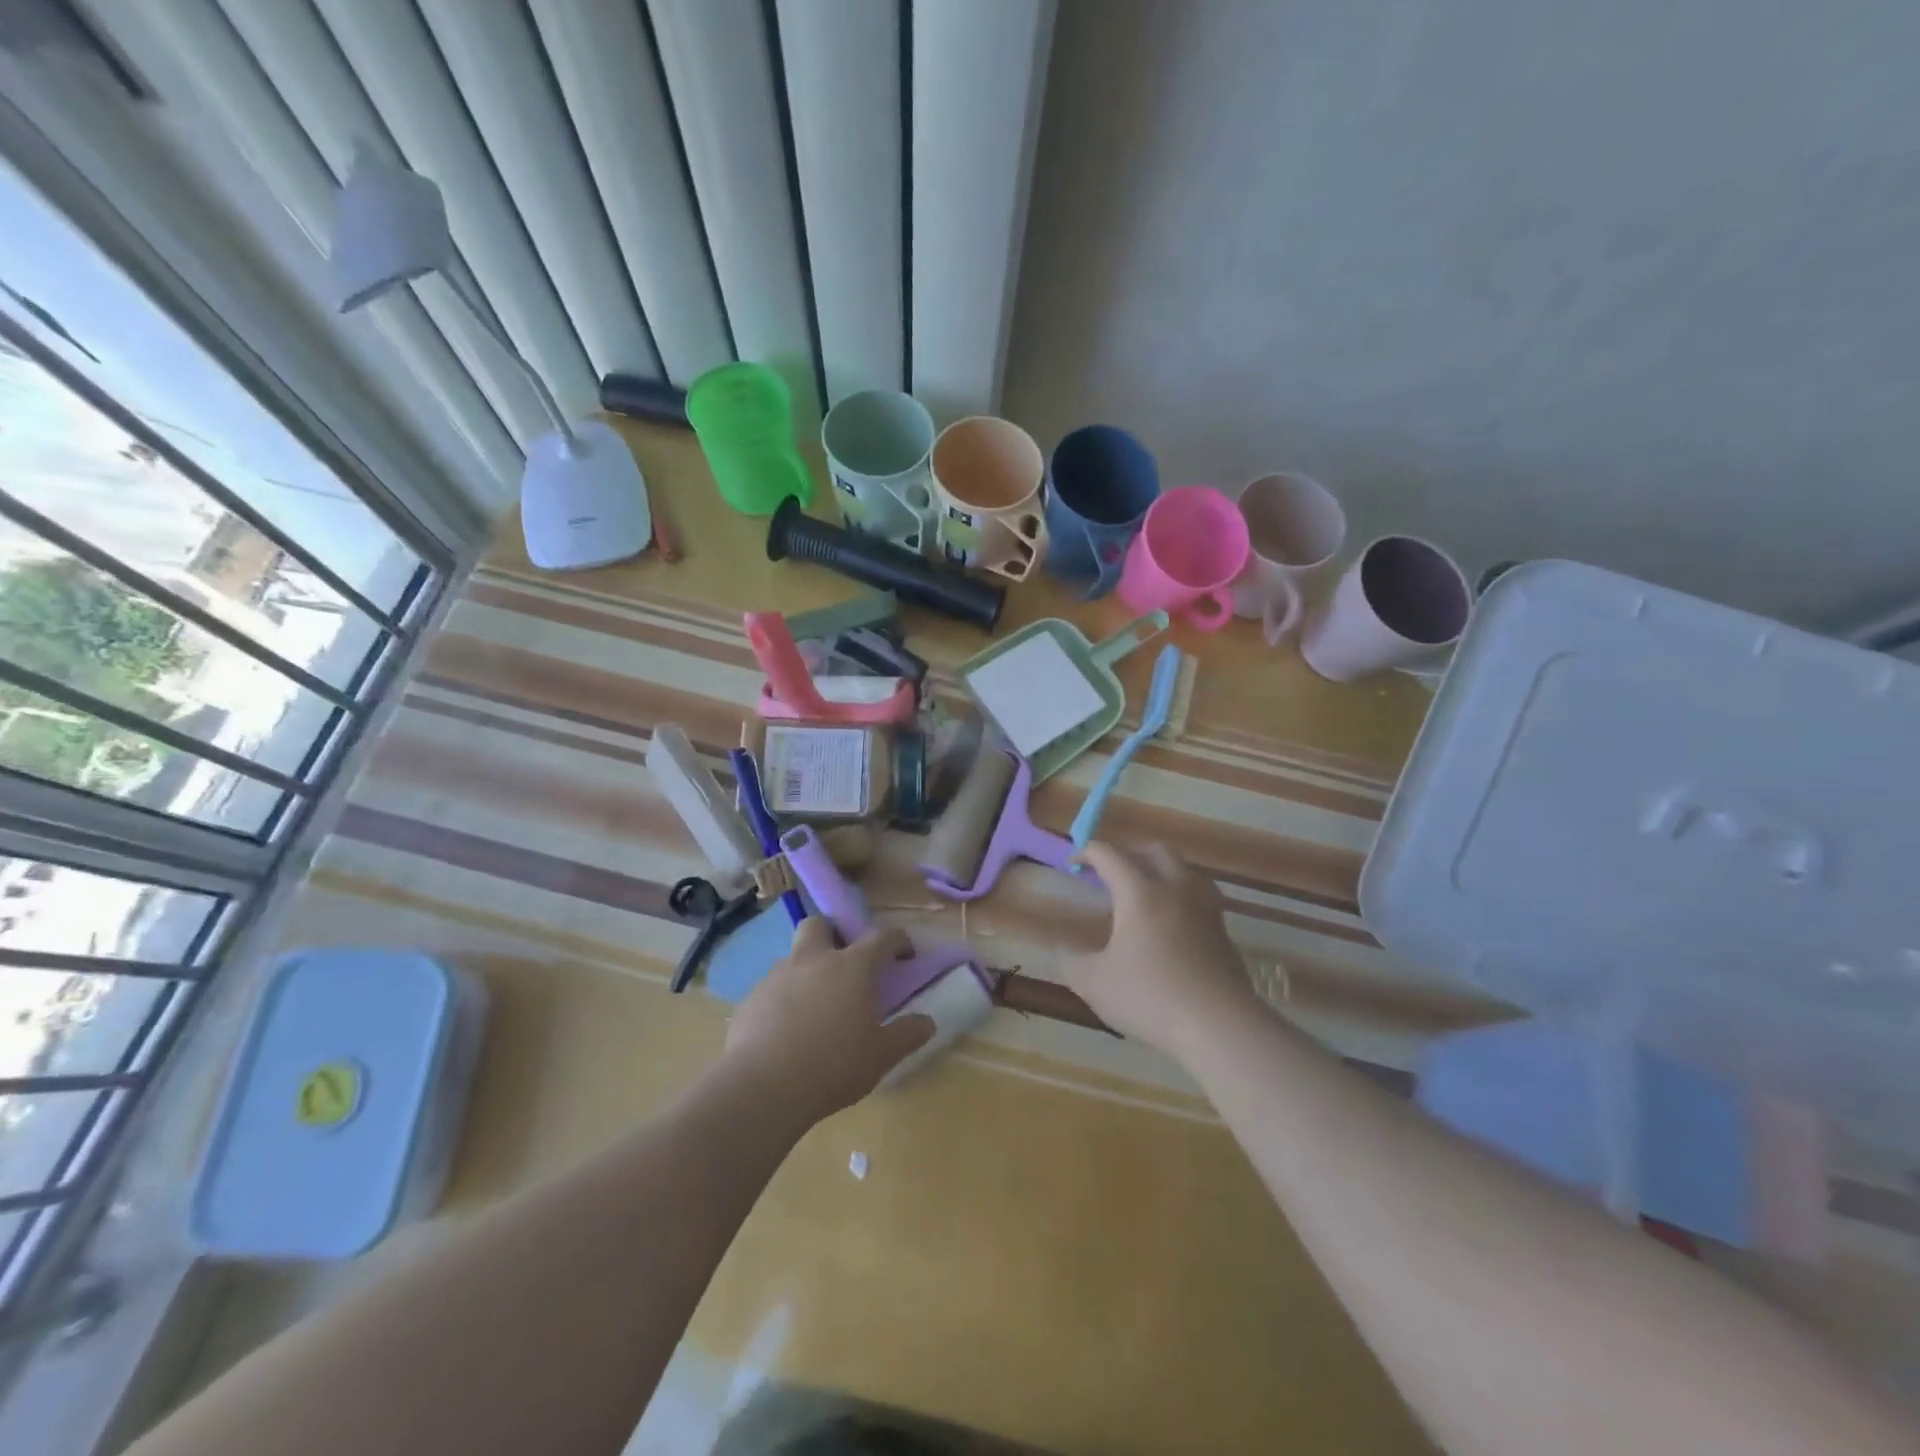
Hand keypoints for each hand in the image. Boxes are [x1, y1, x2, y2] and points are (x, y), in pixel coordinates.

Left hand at [724, 918, 933, 1124]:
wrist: (762, 1087)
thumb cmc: (833, 1065)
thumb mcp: (882, 1055)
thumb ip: (908, 1034)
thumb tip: (927, 1022)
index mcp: (852, 966)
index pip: (882, 937)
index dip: (898, 941)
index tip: (905, 954)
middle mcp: (814, 960)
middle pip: (821, 925)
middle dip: (833, 934)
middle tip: (844, 962)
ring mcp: (778, 976)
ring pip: (794, 956)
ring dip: (807, 969)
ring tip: (816, 1005)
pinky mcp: (752, 999)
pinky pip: (772, 987)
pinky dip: (784, 998)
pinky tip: (787, 1030)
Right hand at [1066, 842, 1258, 1058]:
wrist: (1220, 1026)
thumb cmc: (1150, 997)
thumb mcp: (1095, 984)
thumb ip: (1073, 962)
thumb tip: (1066, 952)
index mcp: (1140, 893)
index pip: (1110, 855)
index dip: (1088, 852)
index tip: (1074, 863)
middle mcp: (1175, 889)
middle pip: (1155, 850)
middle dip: (1129, 852)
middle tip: (1112, 871)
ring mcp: (1205, 909)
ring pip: (1185, 869)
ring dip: (1162, 870)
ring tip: (1146, 890)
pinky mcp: (1224, 932)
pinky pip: (1201, 896)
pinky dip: (1182, 896)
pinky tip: (1174, 922)